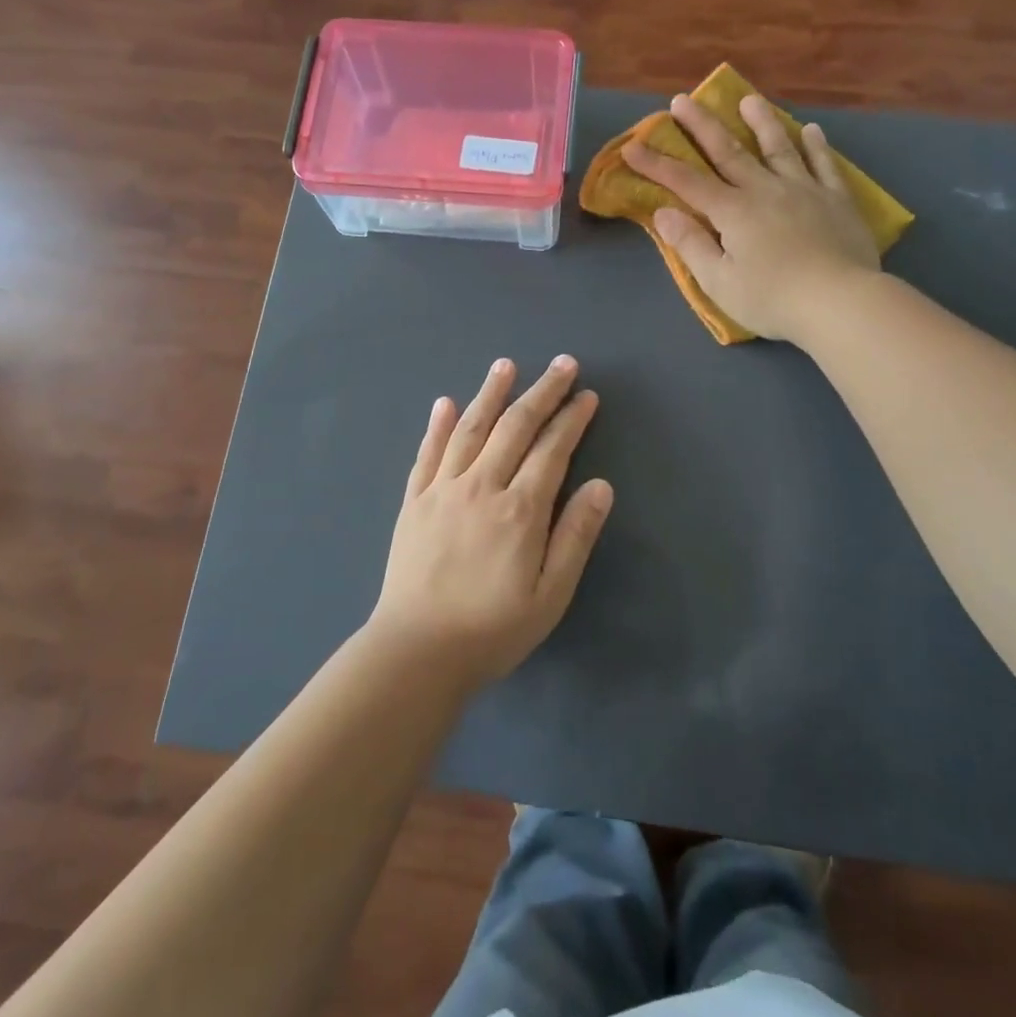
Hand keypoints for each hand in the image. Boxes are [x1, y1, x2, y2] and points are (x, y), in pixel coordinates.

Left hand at [368, 356, 613, 688]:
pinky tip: (445, 403)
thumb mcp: (550, 594)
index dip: (572, 419)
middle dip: (542, 392)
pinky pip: (427, 453)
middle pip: (514, 427)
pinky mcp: (413, 501)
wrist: (416, 651)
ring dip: (490, 393)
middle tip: (562, 365)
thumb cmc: (492, 629)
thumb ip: (575, 536)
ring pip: (470, 428)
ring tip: (506, 365)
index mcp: (519, 509)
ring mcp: (442, 489)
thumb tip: (602, 485)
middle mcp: (481, 486)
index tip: (587, 396)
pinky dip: (437, 425)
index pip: (552, 449)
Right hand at [622, 93, 880, 342]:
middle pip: (728, 152)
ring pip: (778, 147)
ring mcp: (804, 190)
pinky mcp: (836, 200)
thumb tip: (663, 212)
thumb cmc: (772, 299)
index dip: (656, 164)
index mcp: (733, 211)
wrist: (840, 302)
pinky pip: (824, 165)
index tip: (633, 146)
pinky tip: (811, 130)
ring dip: (761, 121)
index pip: (686, 182)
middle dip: (702, 126)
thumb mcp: (719, 282)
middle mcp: (765, 190)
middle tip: (682, 100)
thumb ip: (691, 244)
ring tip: (748, 100)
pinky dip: (816, 146)